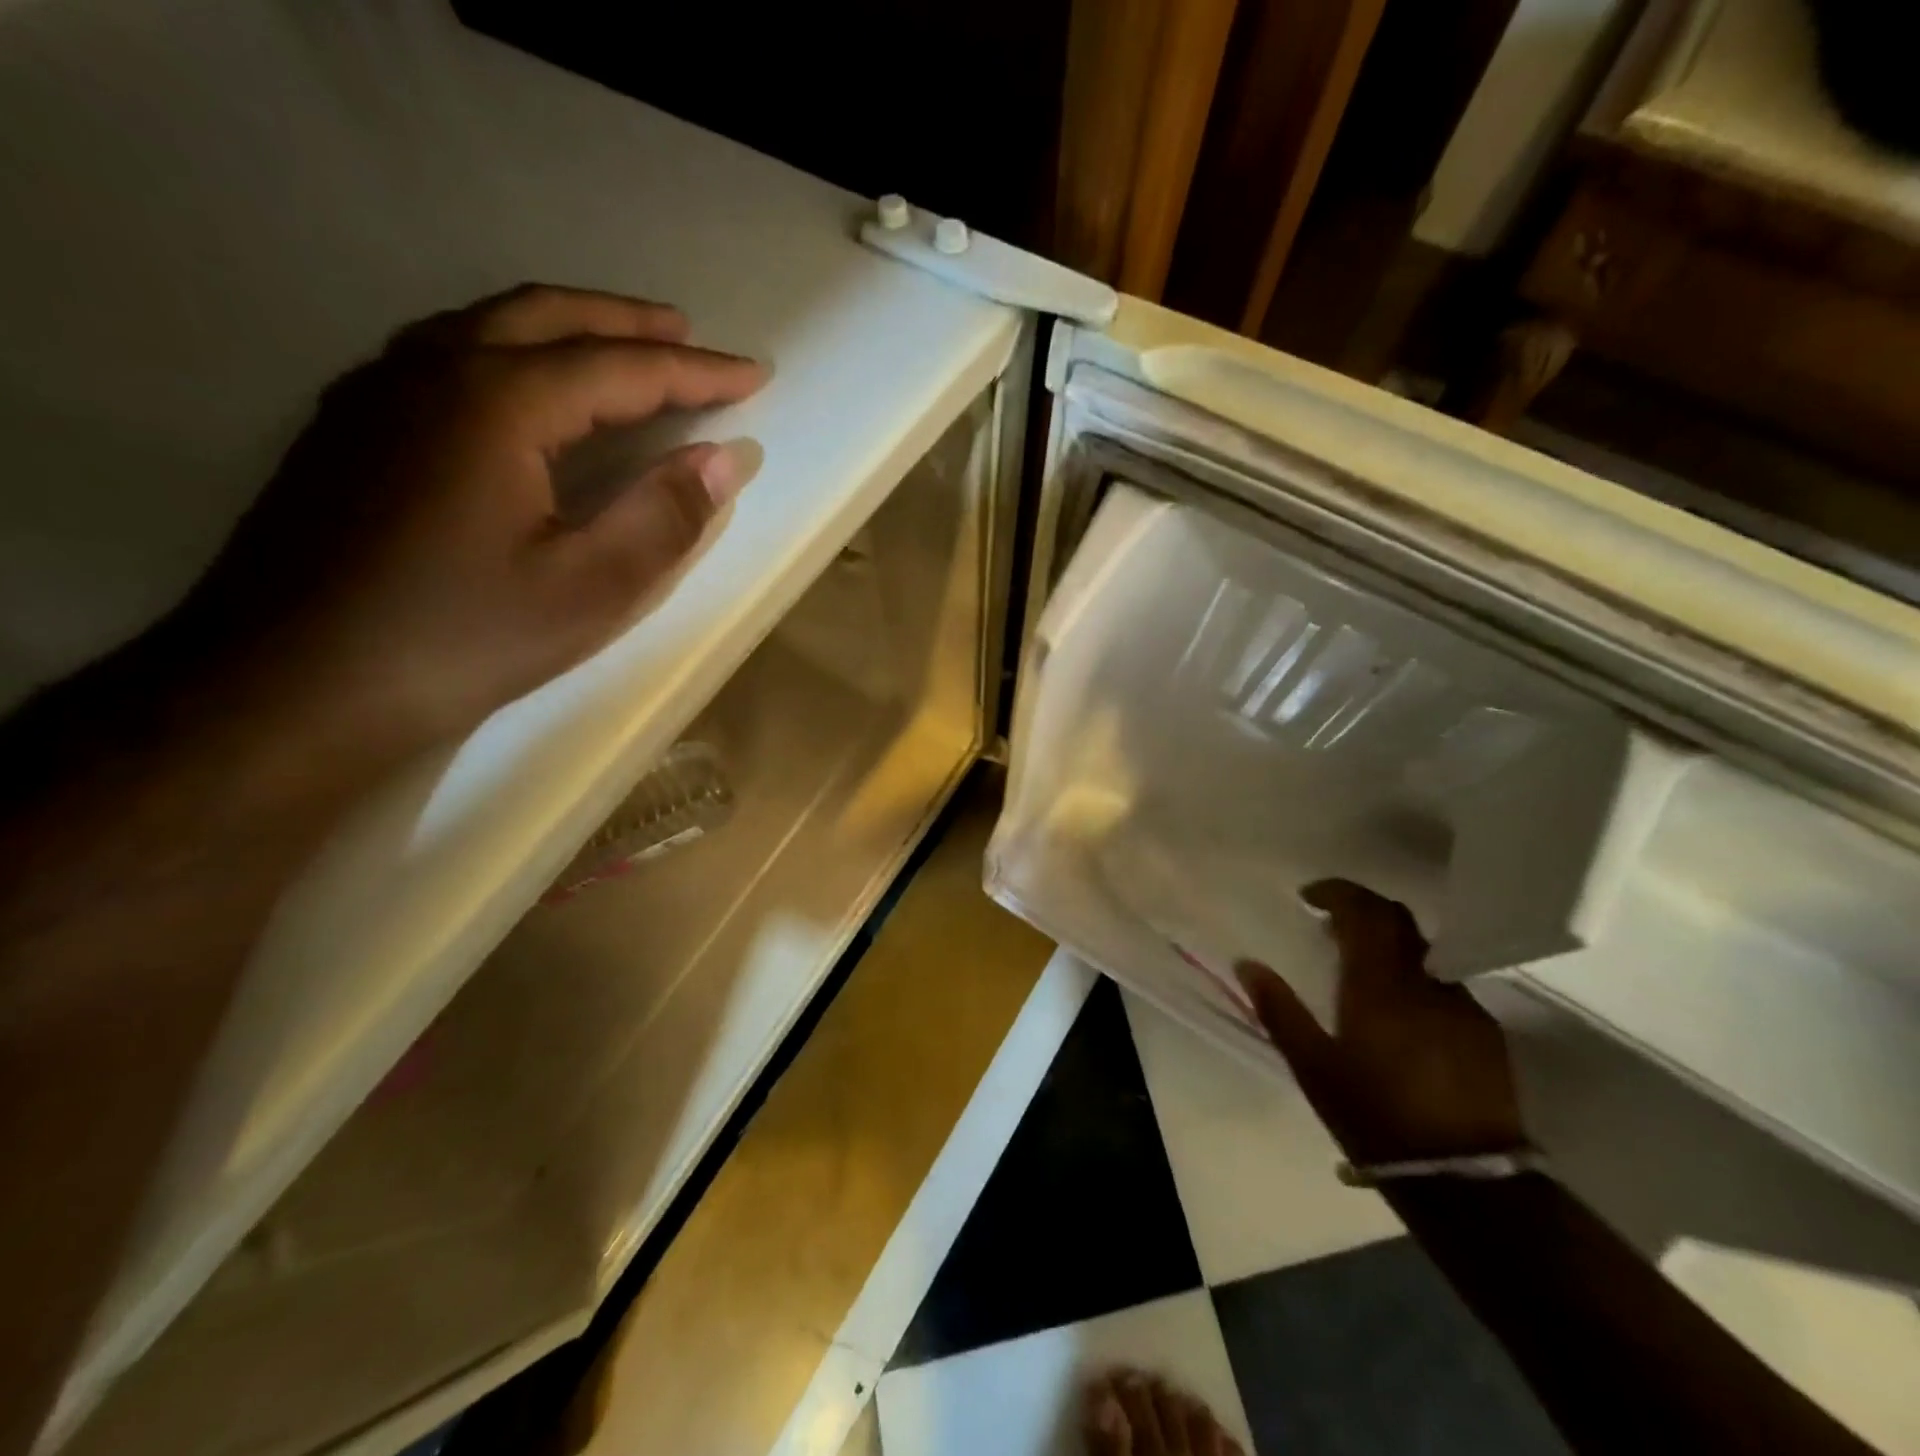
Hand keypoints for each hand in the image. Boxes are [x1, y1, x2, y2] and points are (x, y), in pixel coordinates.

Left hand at [165, 284, 766, 761]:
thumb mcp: (588, 590)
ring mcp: (377, 391)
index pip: (620, 368)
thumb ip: (664, 517)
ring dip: (568, 327)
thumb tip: (725, 458)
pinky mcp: (350, 426)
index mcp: (497, 402)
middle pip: (549, 317)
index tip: (754, 374)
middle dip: (630, 324)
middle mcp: (431, 369)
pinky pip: (446, 353)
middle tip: (691, 337)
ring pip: (488, 325)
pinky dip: (510, 348)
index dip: (696, 372)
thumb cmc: (459, 639)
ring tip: (620, 347)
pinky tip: (525, 385)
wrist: (291, 684)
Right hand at [1235, 880, 1524, 1165]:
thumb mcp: (1313, 1066)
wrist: (1465, 1181)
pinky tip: (1399, 1010)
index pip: (1365, 911)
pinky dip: (1414, 975)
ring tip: (1360, 967)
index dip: (1338, 892)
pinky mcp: (1485, 1031)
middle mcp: (1425, 982)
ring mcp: (1462, 1005)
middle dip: (1363, 908)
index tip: (1310, 896)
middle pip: (1398, 919)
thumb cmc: (1375, 1117)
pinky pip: (1443, 982)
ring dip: (1389, 943)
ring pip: (1423, 950)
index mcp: (1379, 984)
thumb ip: (1279, 1009)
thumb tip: (1247, 964)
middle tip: (1331, 923)